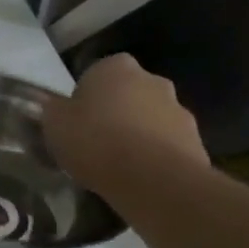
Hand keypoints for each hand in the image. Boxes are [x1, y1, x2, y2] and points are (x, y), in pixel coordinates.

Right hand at [44, 54, 207, 192]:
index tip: (75, 125)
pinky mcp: (196, 141)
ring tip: (118, 168)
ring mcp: (179, 109)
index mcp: (115, 67)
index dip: (84, 100)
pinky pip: (167, 146)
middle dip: (115, 114)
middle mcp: (152, 79)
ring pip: (150, 120)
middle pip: (127, 95)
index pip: (96, 75)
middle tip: (96, 145)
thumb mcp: (54, 125)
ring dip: (138, 136)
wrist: (152, 179)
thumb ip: (52, 112)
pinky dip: (155, 158)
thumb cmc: (95, 141)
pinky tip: (140, 180)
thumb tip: (52, 108)